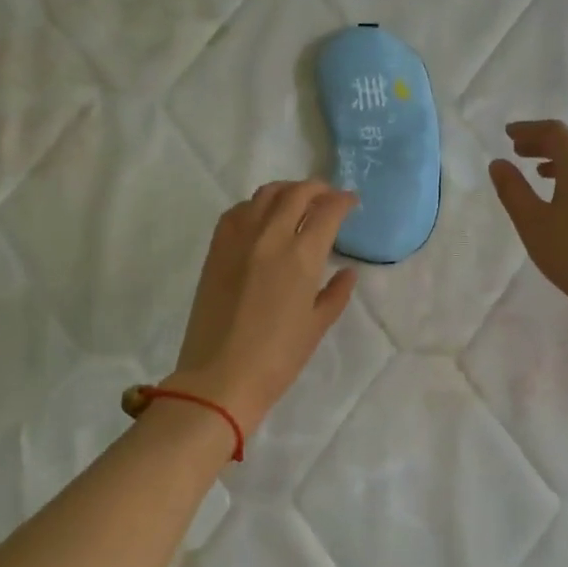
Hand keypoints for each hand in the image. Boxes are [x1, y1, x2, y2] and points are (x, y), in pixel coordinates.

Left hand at [168, 180, 359, 431]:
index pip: (327, 211)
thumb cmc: (277, 358)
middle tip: (328, 197)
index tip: (351, 202)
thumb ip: (336, 293)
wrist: (219, 377)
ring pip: (265, 195)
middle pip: (297, 194)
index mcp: (301, 257)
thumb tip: (348, 271)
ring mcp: (239, 240)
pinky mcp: (216, 249)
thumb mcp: (316, 326)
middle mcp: (270, 237)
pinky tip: (261, 217)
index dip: (343, 201)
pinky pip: (237, 211)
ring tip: (297, 200)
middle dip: (318, 188)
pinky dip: (255, 205)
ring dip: (287, 190)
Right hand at [489, 120, 567, 348]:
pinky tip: (563, 196)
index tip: (508, 134)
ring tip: (537, 172)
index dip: (529, 129)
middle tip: (518, 150)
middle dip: (543, 142)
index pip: (554, 132)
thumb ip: (512, 189)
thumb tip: (498, 163)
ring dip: (559, 159)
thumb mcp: (531, 221)